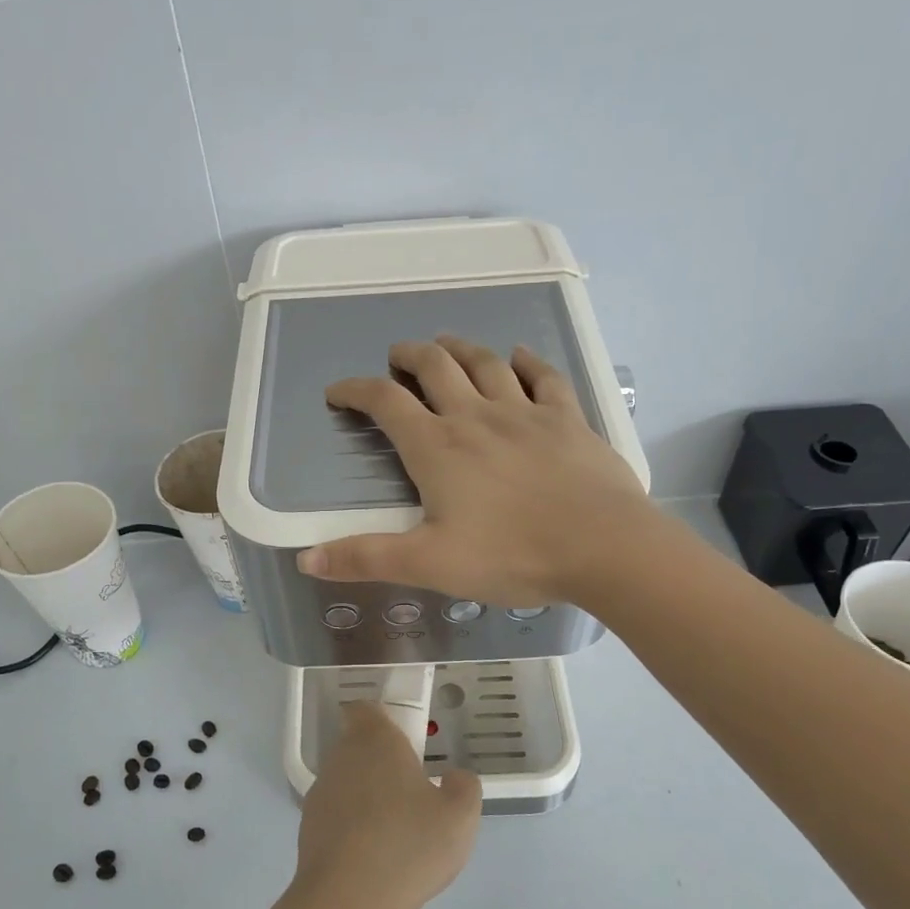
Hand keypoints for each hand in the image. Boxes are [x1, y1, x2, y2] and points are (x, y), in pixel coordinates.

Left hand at [287, 701, 481, 908]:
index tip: (408, 743)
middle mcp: (341, 757)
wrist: (347, 902)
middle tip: (414, 794)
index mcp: (375, 741)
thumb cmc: (408, 845)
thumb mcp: (460, 816)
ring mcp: (320, 792)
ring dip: (368, 797)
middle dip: (383, 764)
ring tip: (397, 832)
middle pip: (359, 746)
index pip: (367, 709)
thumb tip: (452, 777)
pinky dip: (353, 826)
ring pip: (348, 781)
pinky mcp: (308, 827)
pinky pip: (337, 815)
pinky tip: (374, 857)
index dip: (384, 720)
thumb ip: (464, 786)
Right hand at [297, 337, 656, 605]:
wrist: (603, 546)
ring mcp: (525, 413)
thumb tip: (306, 558)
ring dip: (460, 349)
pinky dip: (527, 362)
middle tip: (398, 356)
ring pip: (485, 364)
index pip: (386, 404)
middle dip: (410, 356)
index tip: (338, 392)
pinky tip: (520, 357)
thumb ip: (367, 558)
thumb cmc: (512, 555)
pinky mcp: (567, 419)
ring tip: (446, 344)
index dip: (356, 391)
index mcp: (438, 448)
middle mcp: (476, 417)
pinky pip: (544, 377)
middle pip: (436, 368)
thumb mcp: (429, 563)